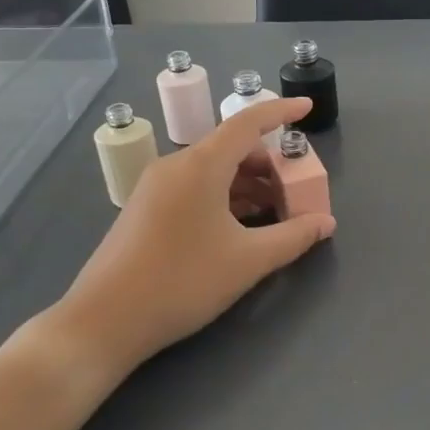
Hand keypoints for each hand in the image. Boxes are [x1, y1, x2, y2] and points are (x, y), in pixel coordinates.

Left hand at [37, 96, 335, 381]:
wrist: (103, 322)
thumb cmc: (182, 281)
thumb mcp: (248, 260)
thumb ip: (293, 237)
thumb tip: (326, 222)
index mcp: (200, 166)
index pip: (247, 123)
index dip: (280, 112)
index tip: (307, 107)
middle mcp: (176, 166)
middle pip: (232, 149)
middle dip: (270, 164)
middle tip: (297, 189)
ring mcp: (156, 188)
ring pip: (213, 171)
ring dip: (249, 184)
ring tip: (276, 213)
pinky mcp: (146, 210)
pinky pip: (195, 188)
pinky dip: (225, 197)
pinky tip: (241, 226)